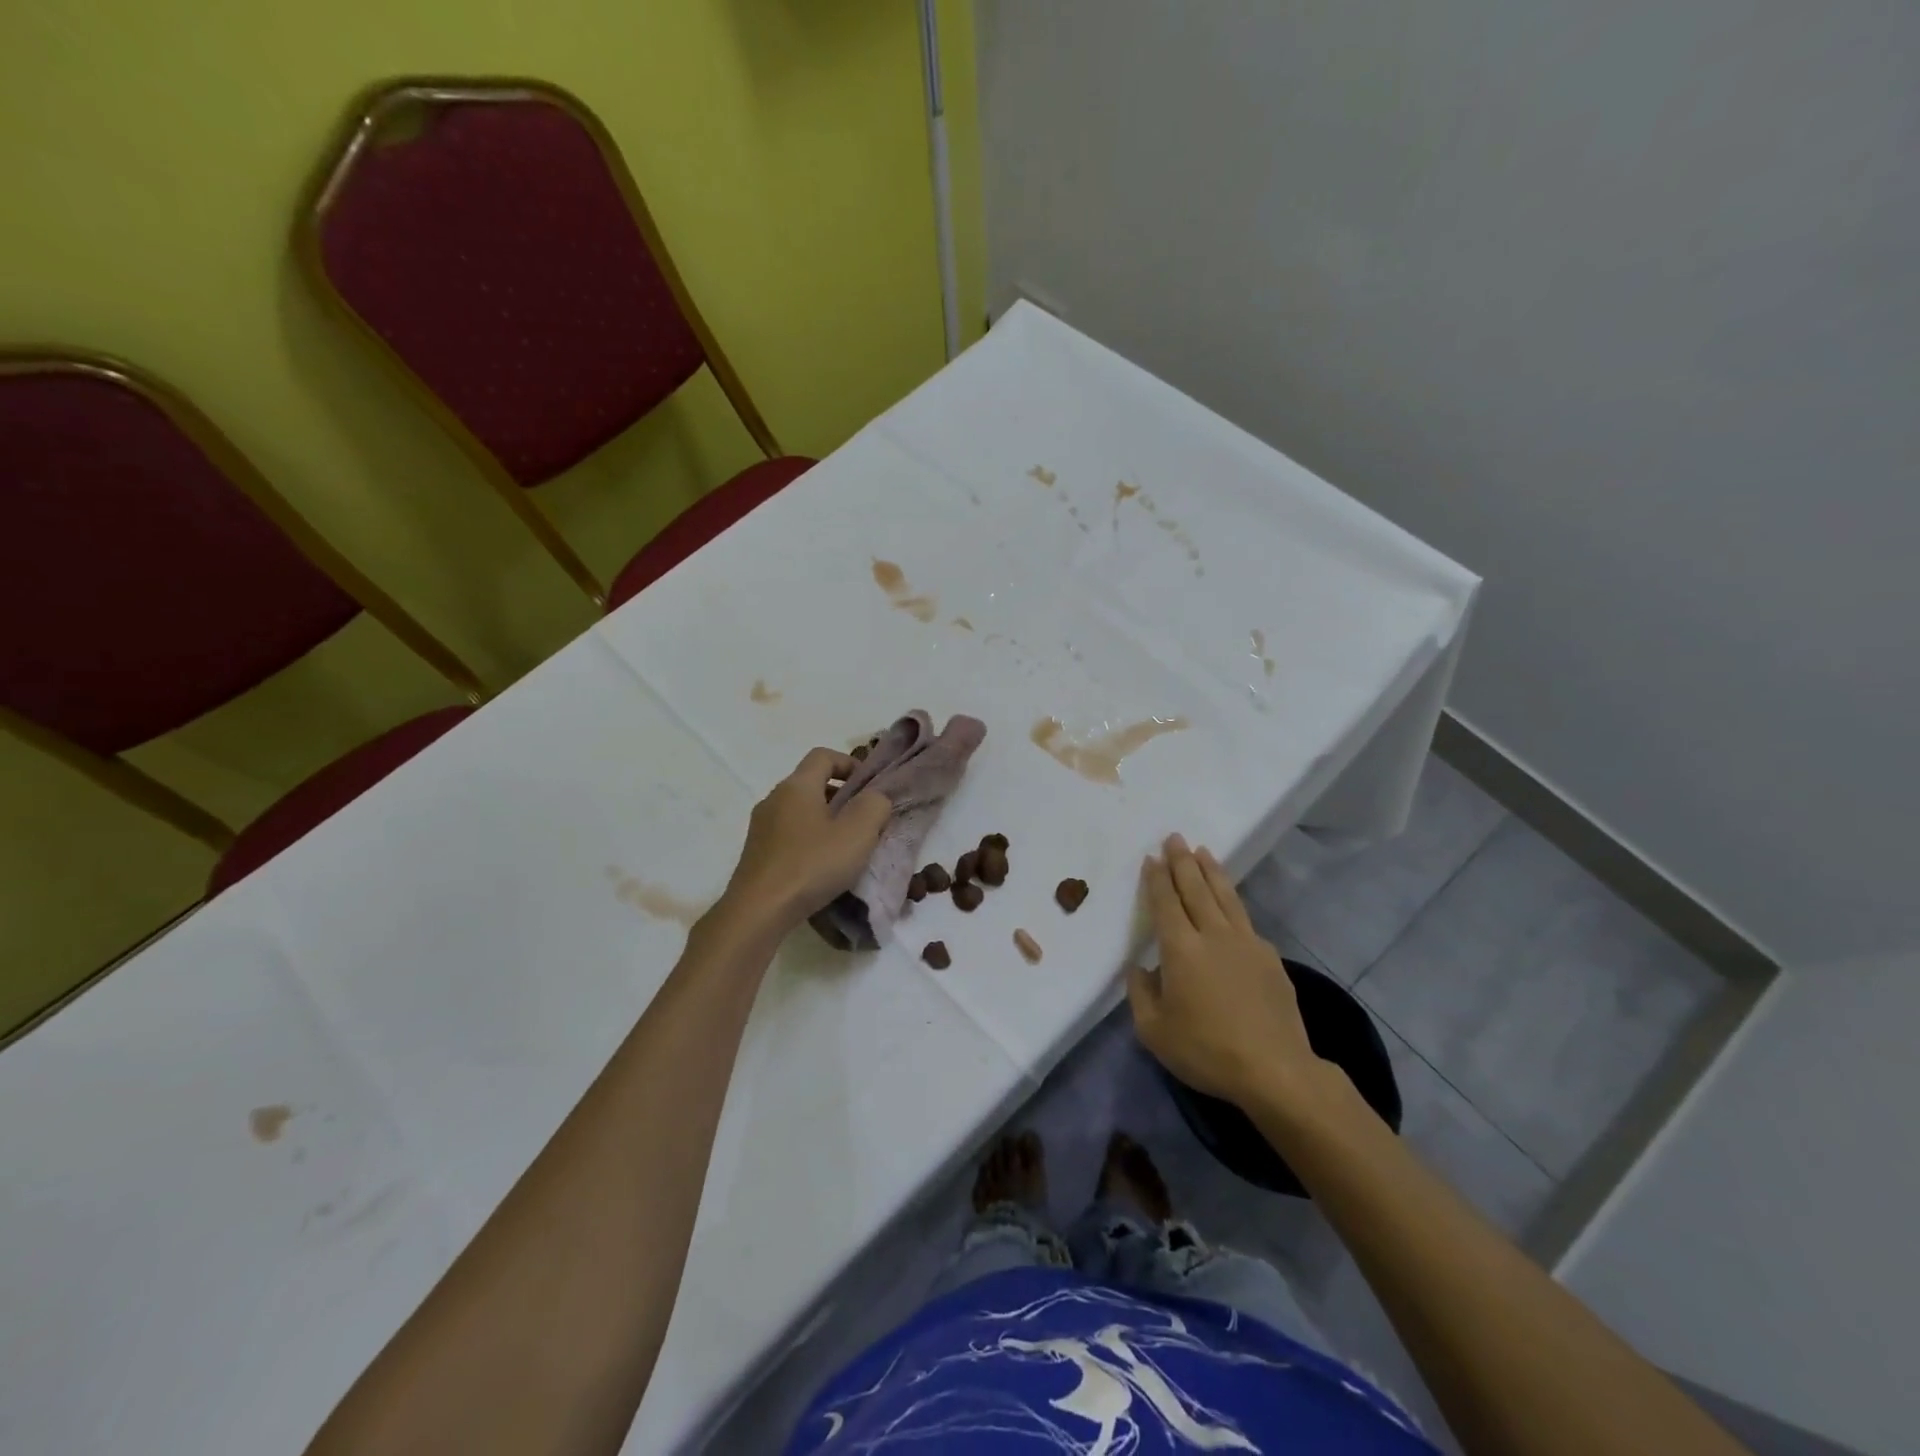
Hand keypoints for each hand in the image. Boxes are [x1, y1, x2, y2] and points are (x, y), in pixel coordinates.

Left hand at [716, 748, 892, 934]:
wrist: (758, 911)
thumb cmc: (811, 864)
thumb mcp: (858, 833)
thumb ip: (874, 805)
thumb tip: (874, 797)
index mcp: (797, 785)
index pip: (823, 755)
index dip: (850, 763)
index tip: (869, 787)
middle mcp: (774, 798)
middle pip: (811, 783)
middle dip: (841, 796)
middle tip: (864, 821)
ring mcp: (761, 826)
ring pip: (800, 811)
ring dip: (825, 820)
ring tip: (845, 847)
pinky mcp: (756, 852)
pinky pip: (788, 834)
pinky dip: (808, 840)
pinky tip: (820, 867)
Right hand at [1127, 834, 1327, 1113]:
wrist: (1274, 1070)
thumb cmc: (1206, 1050)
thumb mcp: (1154, 1031)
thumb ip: (1140, 994)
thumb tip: (1141, 968)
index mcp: (1180, 949)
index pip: (1165, 903)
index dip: (1156, 879)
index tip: (1151, 857)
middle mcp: (1213, 935)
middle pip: (1195, 888)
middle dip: (1182, 861)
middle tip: (1175, 837)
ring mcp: (1246, 943)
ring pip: (1225, 896)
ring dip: (1211, 871)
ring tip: (1203, 852)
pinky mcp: (1269, 958)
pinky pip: (1244, 919)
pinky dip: (1232, 902)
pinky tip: (1230, 903)